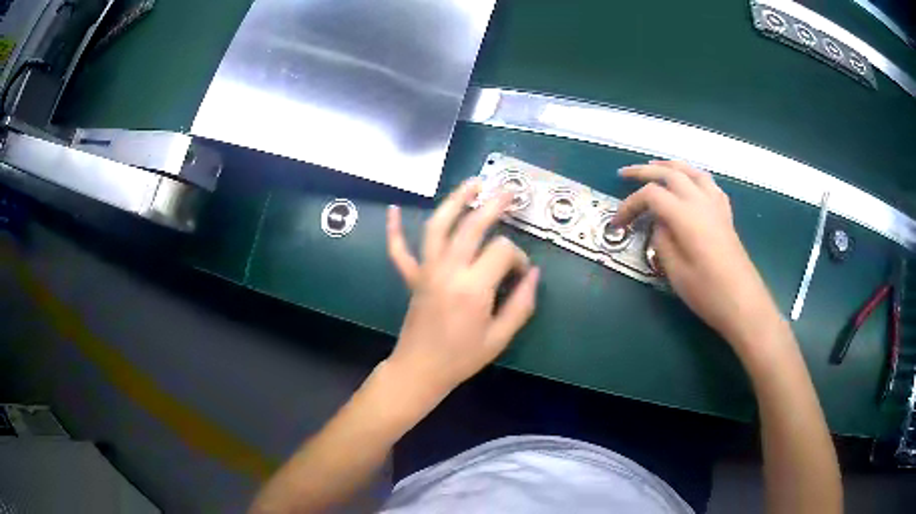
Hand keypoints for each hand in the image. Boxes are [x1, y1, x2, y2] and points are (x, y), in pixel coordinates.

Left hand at [385, 180, 539, 397]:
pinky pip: (399, 250)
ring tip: (472, 184)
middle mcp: (448, 270)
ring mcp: (426, 271)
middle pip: (472, 226)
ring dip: (454, 202)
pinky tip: (395, 209)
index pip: (502, 251)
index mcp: (473, 288)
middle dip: (493, 205)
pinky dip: (395, 229)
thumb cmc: (462, 357)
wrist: (421, 369)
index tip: (520, 273)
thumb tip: (534, 274)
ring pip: (437, 226)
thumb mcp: (500, 337)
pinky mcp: (411, 277)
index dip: (517, 257)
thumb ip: (521, 304)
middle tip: (508, 191)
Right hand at [613, 161, 781, 351]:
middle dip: (644, 171)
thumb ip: (662, 241)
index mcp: (685, 215)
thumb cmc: (707, 292)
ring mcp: (716, 205)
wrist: (743, 303)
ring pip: (692, 171)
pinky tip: (691, 184)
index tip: (617, 222)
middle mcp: (701, 201)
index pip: (651, 195)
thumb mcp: (675, 271)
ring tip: (656, 167)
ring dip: (671, 166)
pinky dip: (694, 176)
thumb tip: (659, 223)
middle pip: (670, 173)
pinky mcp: (726, 214)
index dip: (630, 204)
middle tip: (624, 174)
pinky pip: (709, 184)